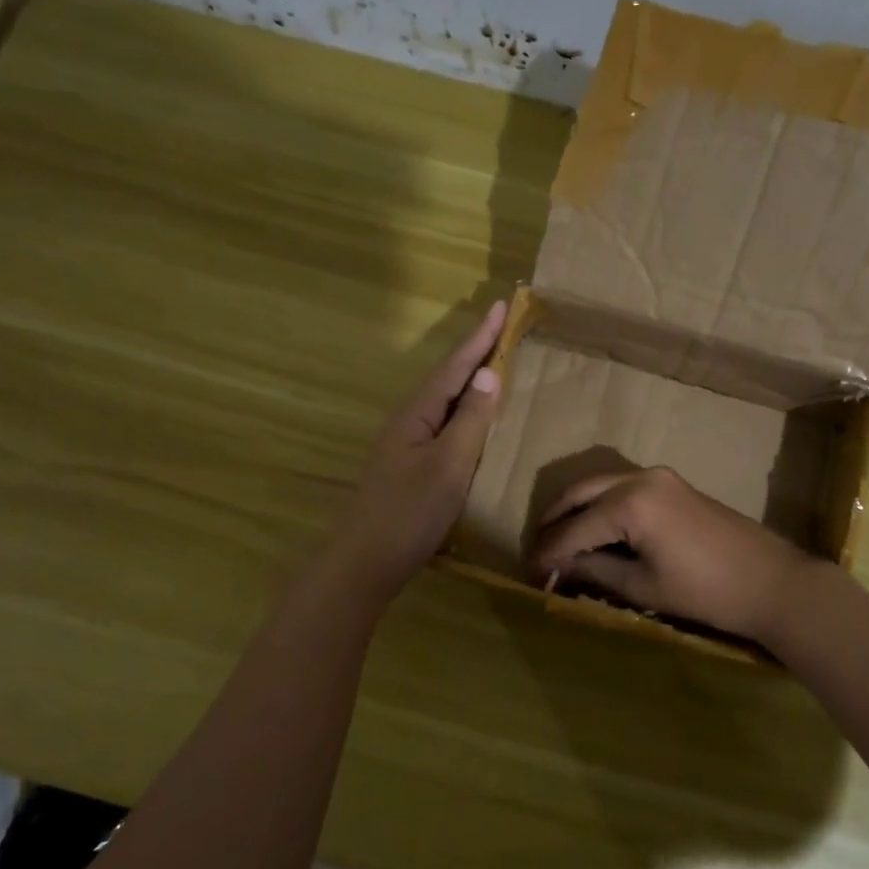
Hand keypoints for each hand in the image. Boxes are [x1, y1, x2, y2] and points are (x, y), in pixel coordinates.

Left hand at [332, 301, 505, 597]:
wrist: (365, 563)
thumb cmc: (409, 512)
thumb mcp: (448, 465)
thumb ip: (470, 420)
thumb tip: (488, 373)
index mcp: (417, 414)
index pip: (454, 366)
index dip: (480, 337)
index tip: (501, 305)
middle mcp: (409, 422)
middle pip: (448, 379)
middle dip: (476, 353)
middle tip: (503, 328)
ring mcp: (407, 445)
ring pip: (445, 403)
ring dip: (470, 381)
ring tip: (497, 364)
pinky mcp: (411, 467)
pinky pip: (445, 426)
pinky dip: (466, 413)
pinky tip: (476, 422)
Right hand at [530, 466, 814, 646]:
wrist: (773, 583)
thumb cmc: (706, 592)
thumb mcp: (643, 587)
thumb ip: (595, 571)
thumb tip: (558, 567)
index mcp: (630, 503)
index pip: (574, 528)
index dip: (548, 552)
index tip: (529, 572)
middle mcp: (640, 478)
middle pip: (580, 492)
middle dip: (555, 520)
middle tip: (538, 550)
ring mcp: (660, 477)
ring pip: (601, 485)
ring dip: (577, 509)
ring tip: (560, 541)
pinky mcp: (673, 484)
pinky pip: (623, 487)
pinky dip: (602, 505)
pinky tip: (595, 530)